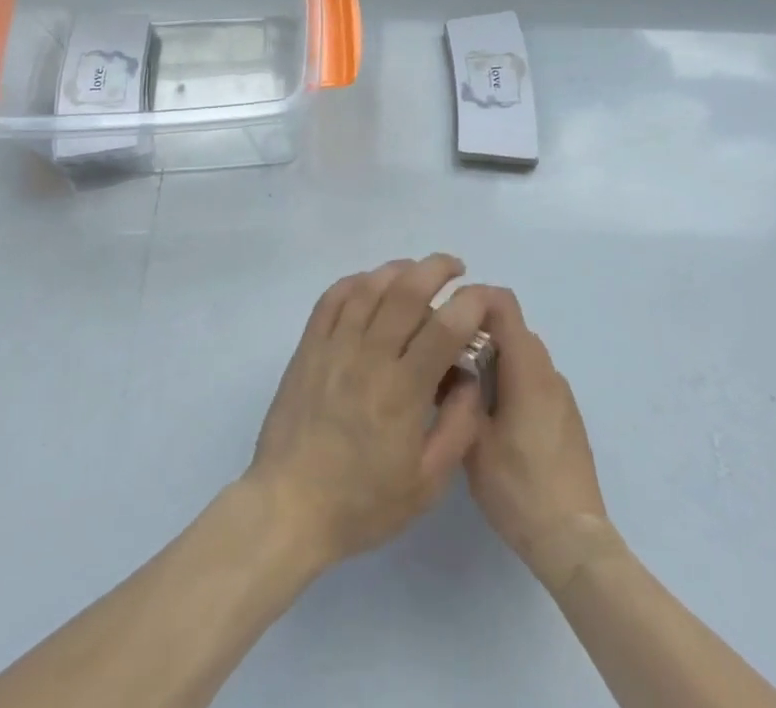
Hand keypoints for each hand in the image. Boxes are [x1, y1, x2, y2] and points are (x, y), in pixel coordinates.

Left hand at [245, 255, 491, 571]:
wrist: (289, 507)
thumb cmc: (362, 503)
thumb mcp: (427, 483)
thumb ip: (458, 427)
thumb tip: (470, 378)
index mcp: (403, 390)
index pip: (444, 328)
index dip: (471, 303)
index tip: (485, 296)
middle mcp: (369, 356)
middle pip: (406, 292)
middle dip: (436, 269)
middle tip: (455, 269)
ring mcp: (334, 346)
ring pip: (369, 287)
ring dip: (397, 269)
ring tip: (416, 270)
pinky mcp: (308, 347)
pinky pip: (332, 299)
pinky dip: (355, 281)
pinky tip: (369, 283)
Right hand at [464, 288, 621, 591]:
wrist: (574, 541)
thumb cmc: (519, 488)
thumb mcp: (472, 440)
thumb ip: (458, 391)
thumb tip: (444, 359)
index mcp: (527, 369)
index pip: (503, 302)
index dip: (472, 298)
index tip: (444, 317)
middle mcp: (548, 371)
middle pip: (511, 327)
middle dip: (476, 331)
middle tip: (444, 356)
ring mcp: (561, 394)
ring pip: (521, 354)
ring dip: (493, 357)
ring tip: (462, 388)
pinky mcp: (566, 416)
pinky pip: (533, 378)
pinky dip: (510, 379)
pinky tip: (491, 416)